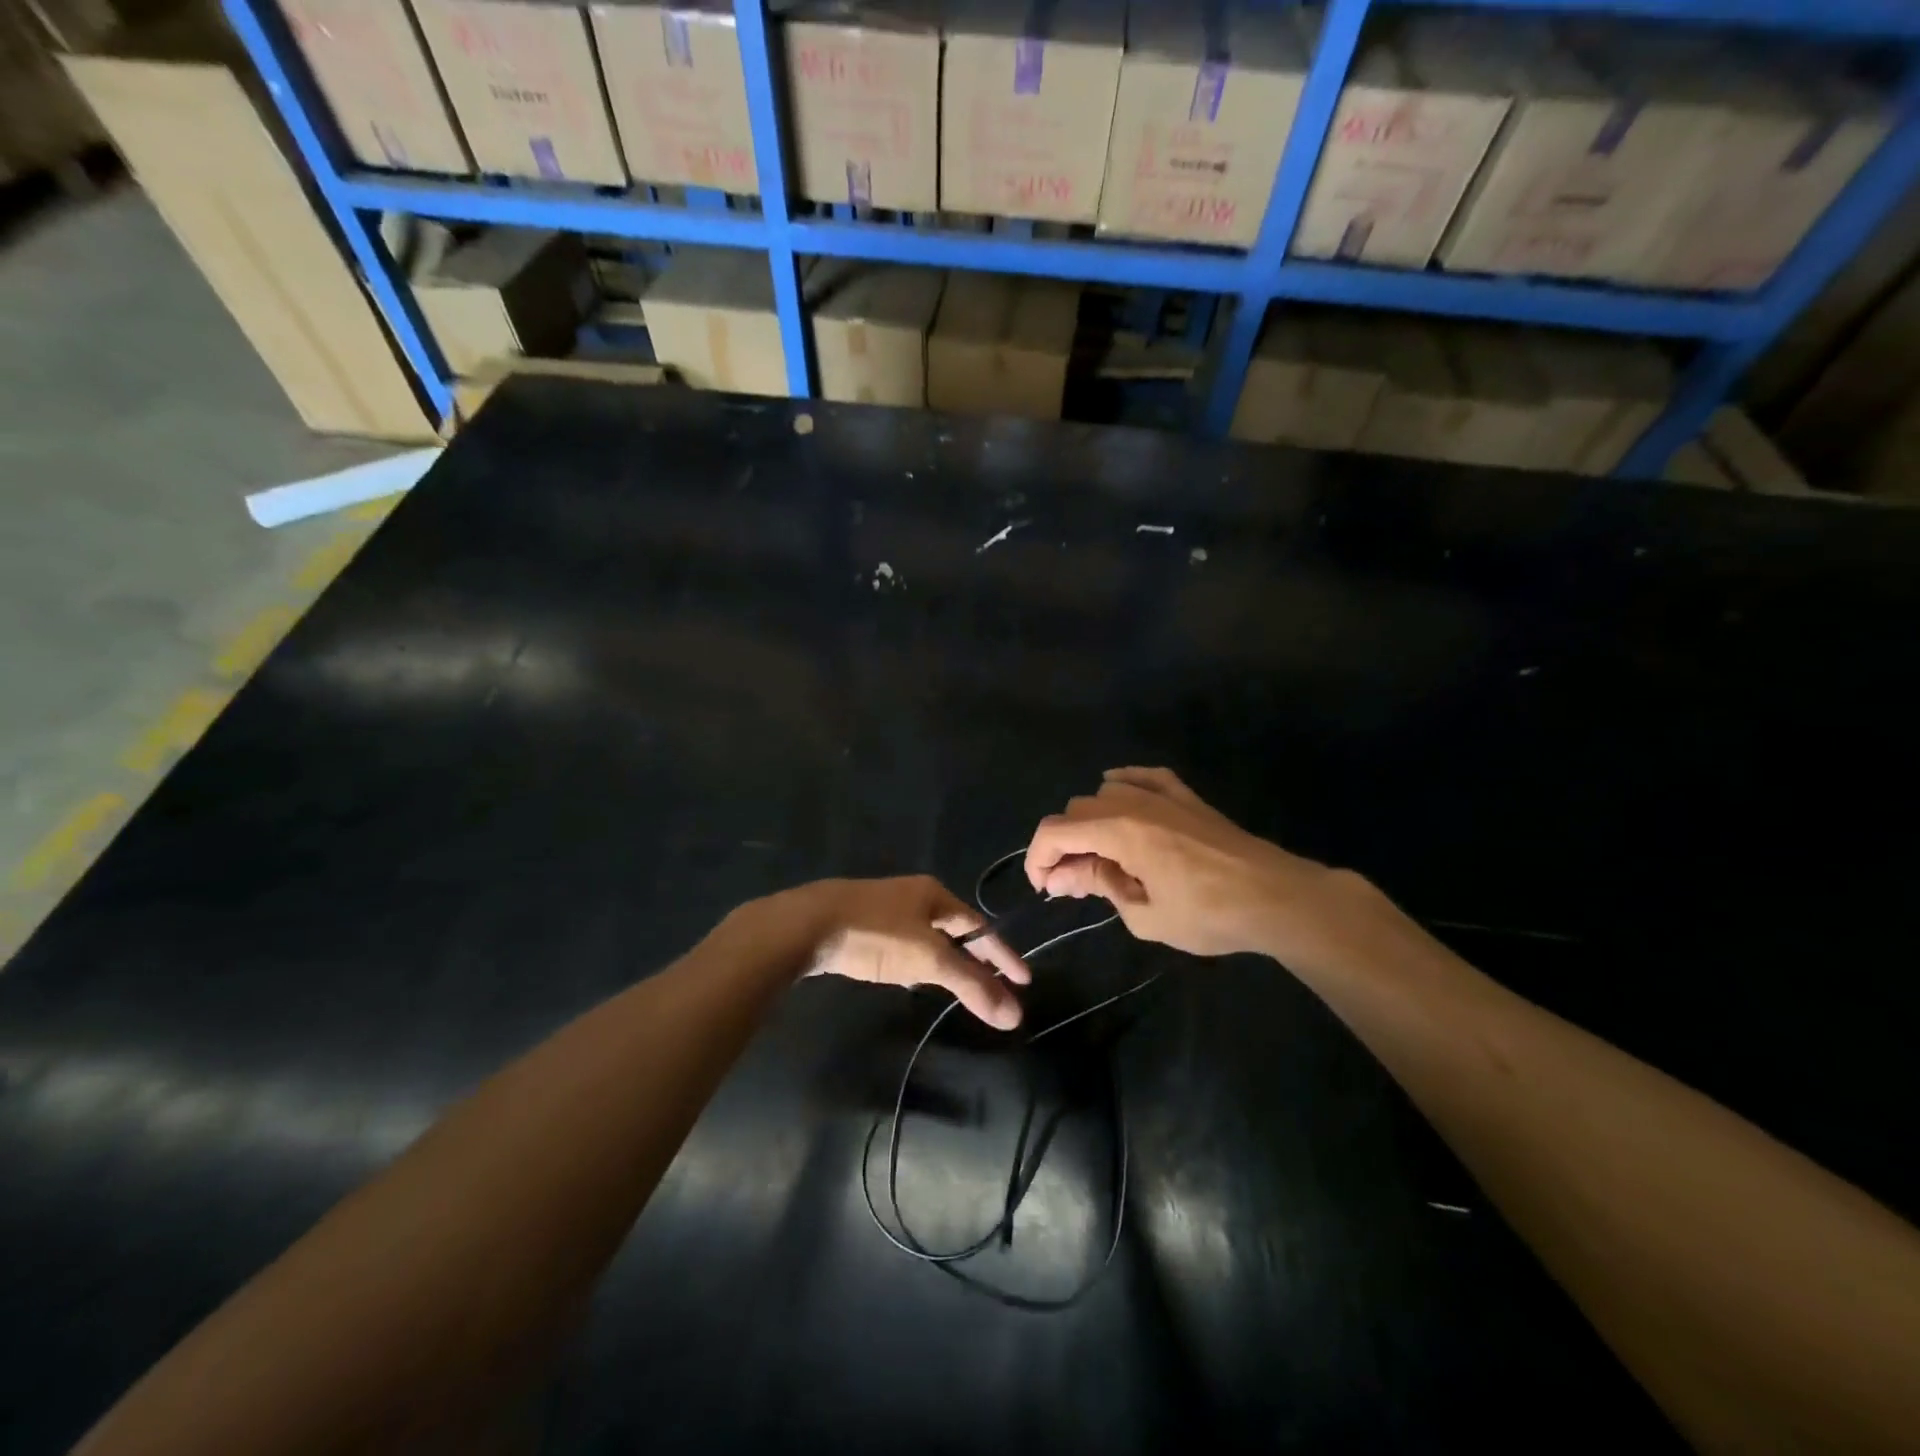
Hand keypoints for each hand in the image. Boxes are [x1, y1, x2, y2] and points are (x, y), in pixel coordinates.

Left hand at [767, 876, 1030, 1029]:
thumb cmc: (877, 934)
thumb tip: (1014, 1015)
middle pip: (955, 929)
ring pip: (927, 936)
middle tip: (995, 986)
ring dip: (947, 960)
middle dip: (976, 958)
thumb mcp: (929, 959)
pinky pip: (902, 943)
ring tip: (960, 985)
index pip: (980, 926)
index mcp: (934, 894)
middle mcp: (913, 895)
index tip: (1024, 980)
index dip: (1002, 955)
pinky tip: (909, 977)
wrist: (807, 924)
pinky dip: (917, 961)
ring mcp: (884, 908)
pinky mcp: (860, 924)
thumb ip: (971, 986)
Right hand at [1024, 767, 1376, 964]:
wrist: (1277, 898)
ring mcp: (1163, 795)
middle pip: (1076, 811)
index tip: (1044, 886)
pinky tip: (1121, 799)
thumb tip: (1064, 875)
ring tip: (1100, 854)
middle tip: (1073, 882)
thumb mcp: (1145, 914)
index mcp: (1119, 831)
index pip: (1056, 831)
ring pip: (1104, 792)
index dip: (1038, 857)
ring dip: (1090, 821)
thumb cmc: (1209, 915)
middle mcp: (1134, 803)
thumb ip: (1100, 886)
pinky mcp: (1186, 797)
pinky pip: (1143, 776)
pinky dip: (1123, 785)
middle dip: (1064, 845)